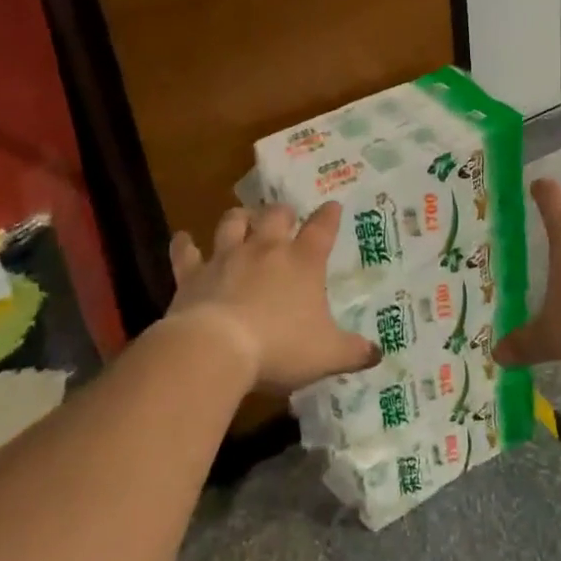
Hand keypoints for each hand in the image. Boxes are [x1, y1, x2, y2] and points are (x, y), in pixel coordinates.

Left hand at [162, 202, 378, 393]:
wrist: (217, 348)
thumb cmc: (281, 348)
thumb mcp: (328, 355)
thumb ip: (354, 352)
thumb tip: (377, 352)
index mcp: (303, 262)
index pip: (322, 228)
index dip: (329, 216)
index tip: (332, 206)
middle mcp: (266, 249)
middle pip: (275, 215)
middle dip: (282, 213)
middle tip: (284, 216)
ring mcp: (227, 257)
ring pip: (233, 222)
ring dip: (239, 218)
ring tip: (242, 218)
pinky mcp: (193, 274)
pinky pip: (187, 252)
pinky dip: (185, 244)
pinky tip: (183, 239)